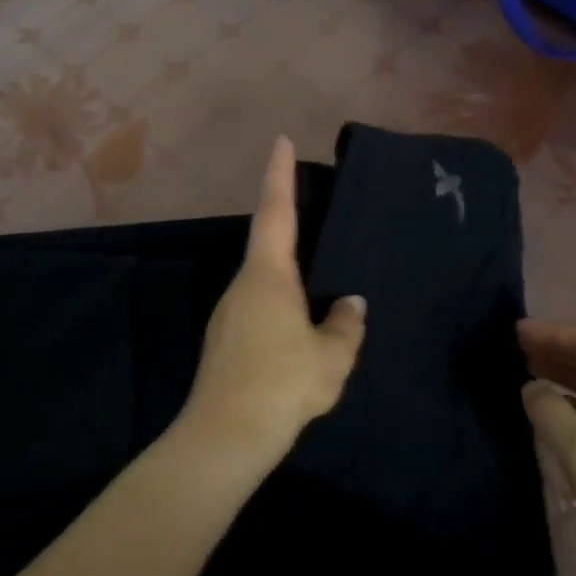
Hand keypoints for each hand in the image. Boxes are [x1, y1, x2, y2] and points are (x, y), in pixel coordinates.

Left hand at [181, 136, 366, 456]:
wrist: (225, 434)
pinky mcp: (224, 341)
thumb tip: (351, 305)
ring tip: (318, 284)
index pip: (276, 212)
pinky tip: (296, 329)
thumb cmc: (282, 383)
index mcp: (268, 276)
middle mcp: (242, 285)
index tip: (281, 141)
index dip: (279, 175)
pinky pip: (257, 308)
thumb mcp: (331, 356)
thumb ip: (345, 325)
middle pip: (267, 245)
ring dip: (286, 275)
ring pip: (263, 281)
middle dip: (287, 225)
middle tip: (314, 213)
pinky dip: (278, 304)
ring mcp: (228, 313)